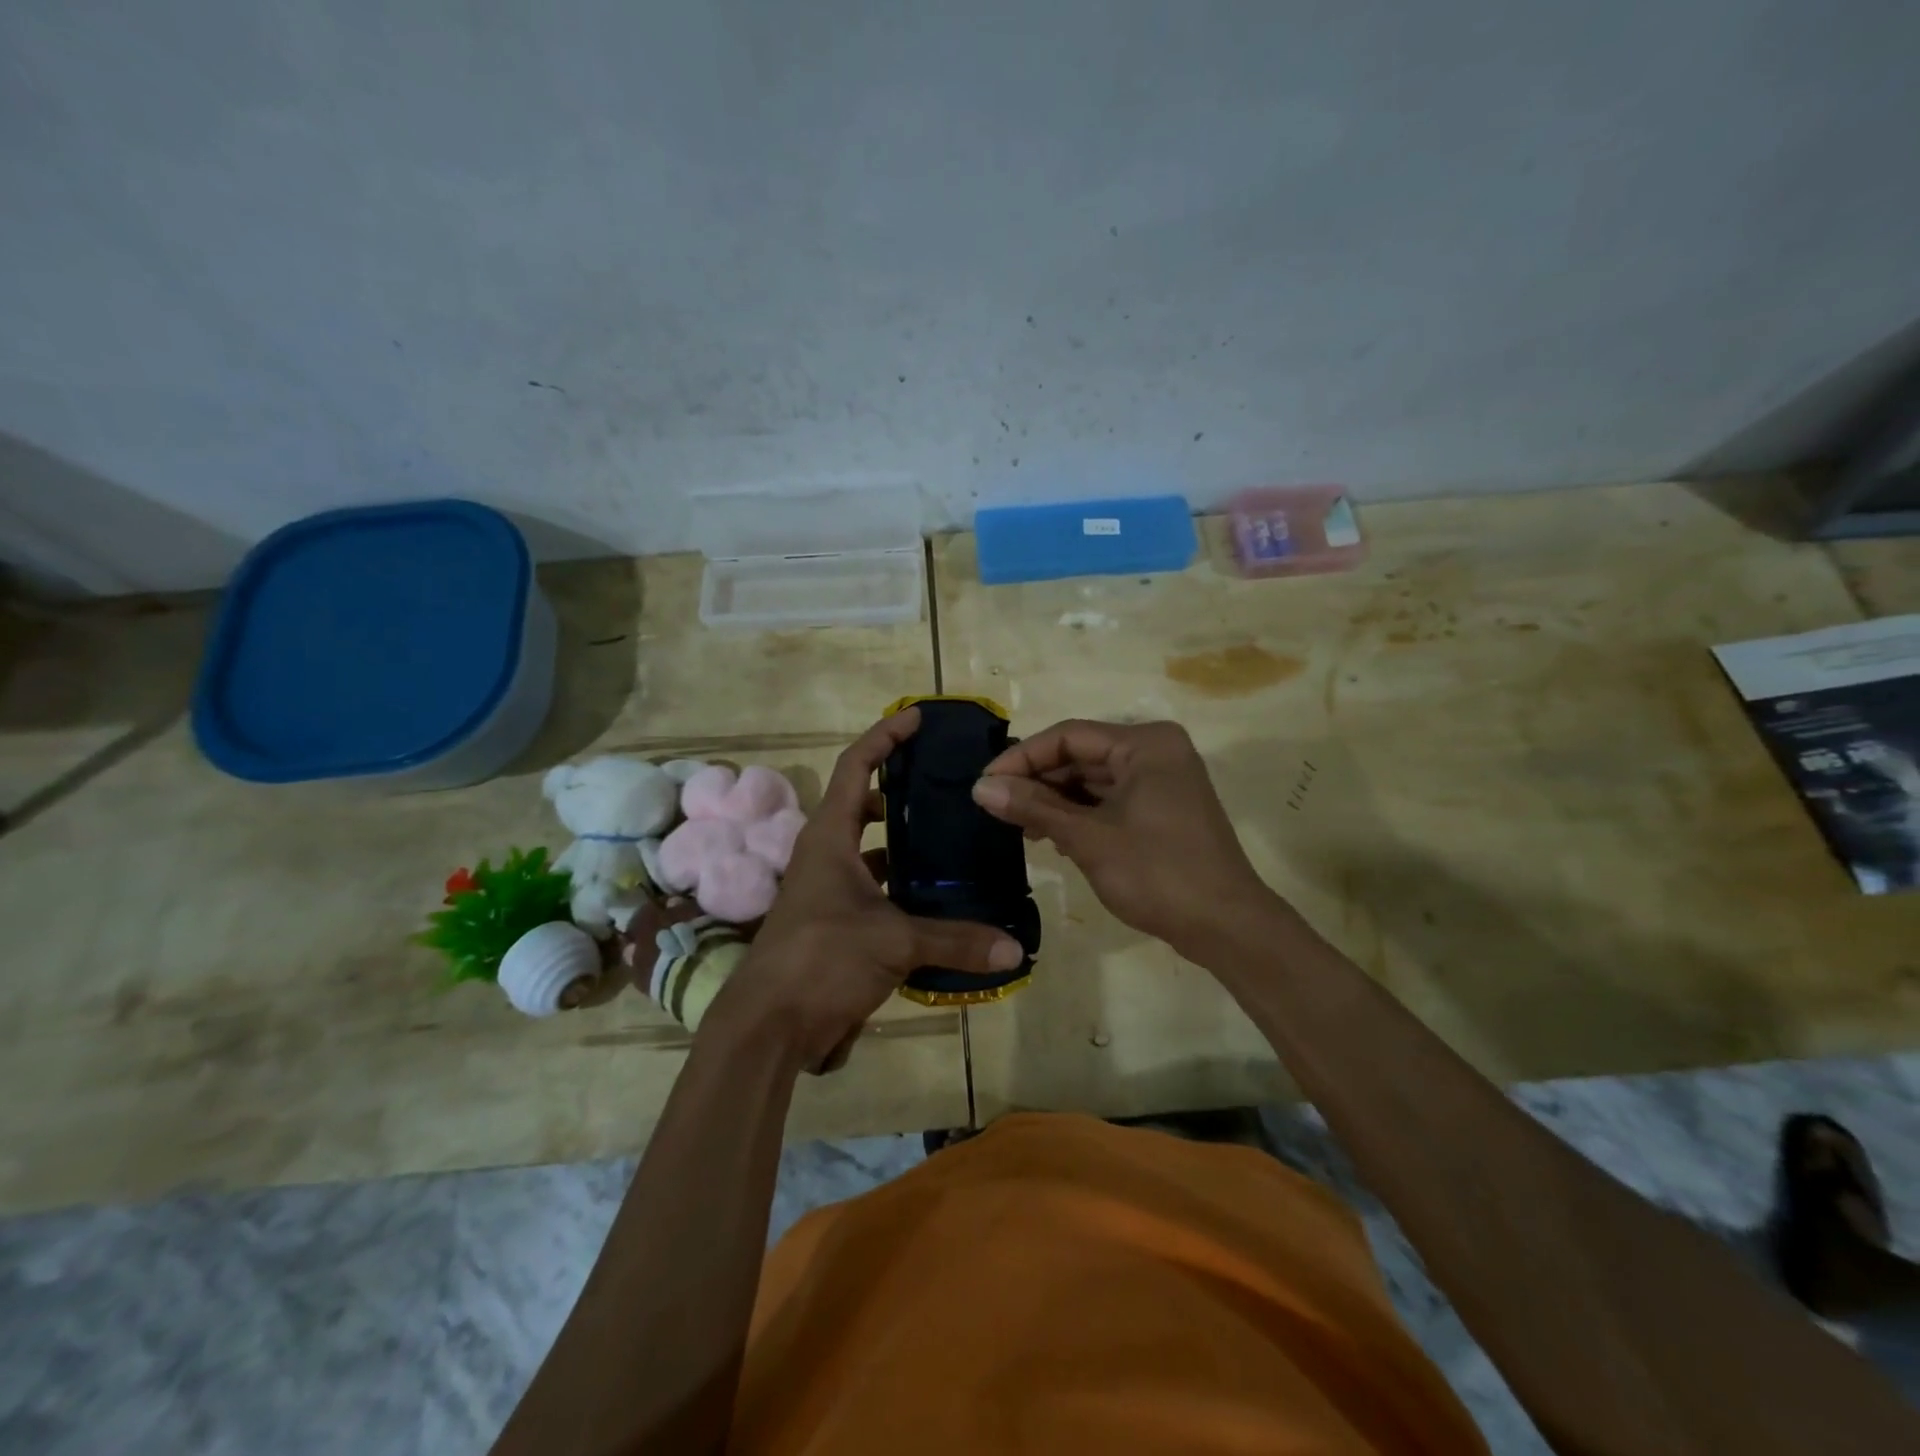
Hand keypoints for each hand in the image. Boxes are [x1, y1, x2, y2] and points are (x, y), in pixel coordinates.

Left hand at [700, 708, 1025, 1073]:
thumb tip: (1014, 949)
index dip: (885, 737)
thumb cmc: (821, 959)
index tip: (918, 719)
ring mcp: (827, 890)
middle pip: (861, 805)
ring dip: (903, 843)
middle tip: (946, 787)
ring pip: (870, 851)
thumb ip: (955, 941)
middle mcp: (825, 855)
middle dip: (899, 791)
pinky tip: (936, 899)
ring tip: (951, 839)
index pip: (854, 766)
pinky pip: (873, 890)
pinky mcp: (834, 923)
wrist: (768, 1026)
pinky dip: (901, 888)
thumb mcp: (893, 943)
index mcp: (829, 837)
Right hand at [971, 719, 1270, 956]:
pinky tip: (1050, 834)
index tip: (984, 784)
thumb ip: (1034, 807)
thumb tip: (980, 787)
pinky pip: (1110, 799)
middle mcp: (1156, 752)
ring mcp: (1162, 781)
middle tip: (995, 806)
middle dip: (1038, 781)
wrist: (1226, 927)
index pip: (1069, 736)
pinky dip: (1079, 814)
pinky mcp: (1162, 809)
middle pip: (1081, 755)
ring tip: (1018, 825)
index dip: (1022, 758)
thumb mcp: (1089, 838)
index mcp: (1145, 744)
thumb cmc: (1158, 873)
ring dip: (1055, 800)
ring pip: (1093, 779)